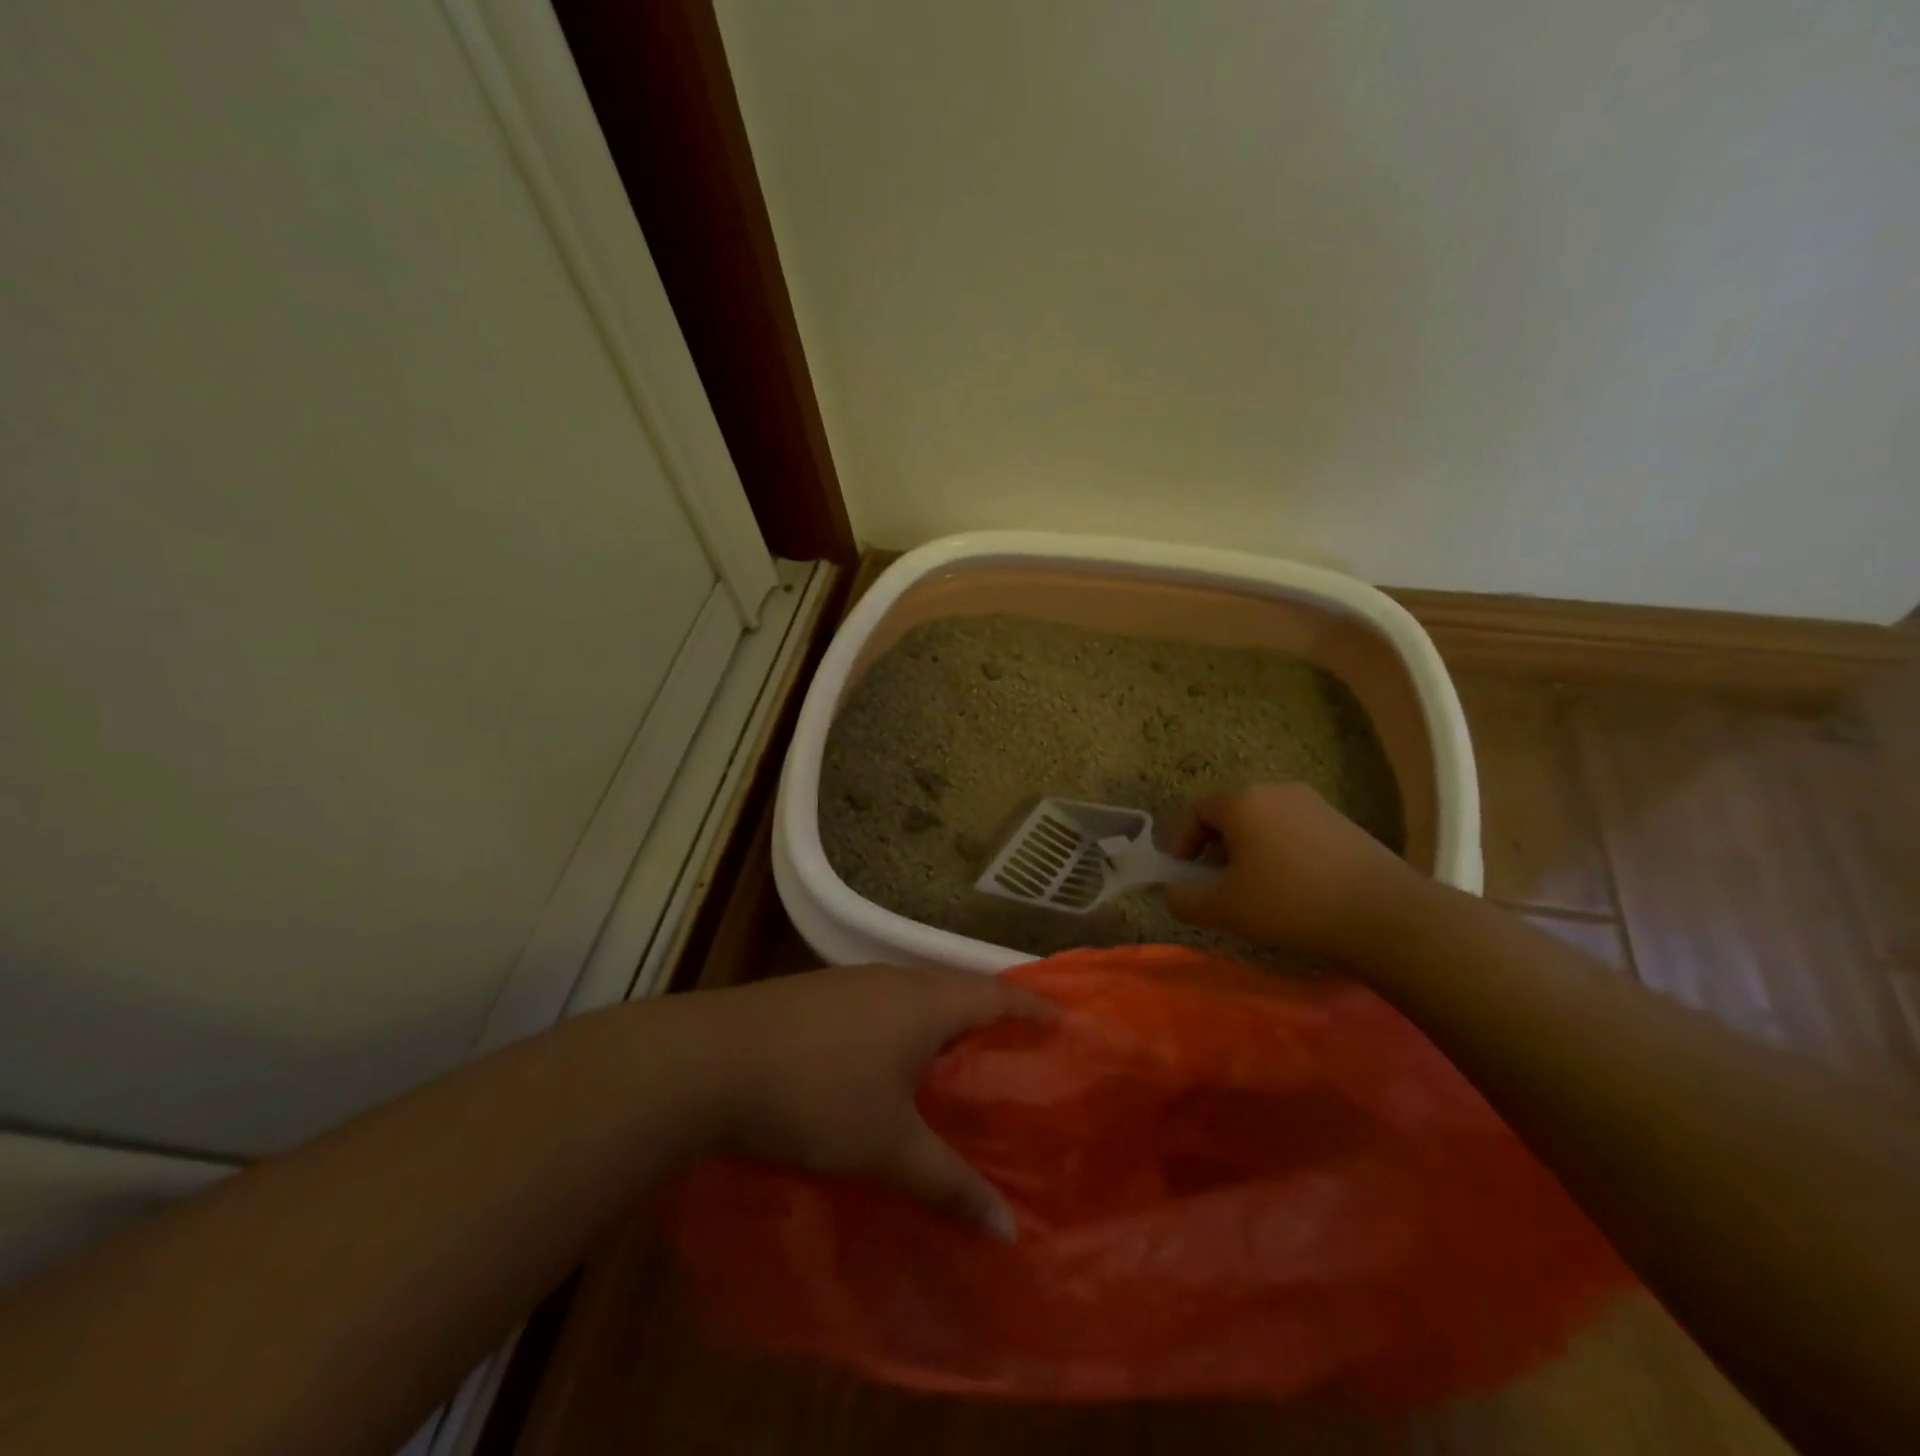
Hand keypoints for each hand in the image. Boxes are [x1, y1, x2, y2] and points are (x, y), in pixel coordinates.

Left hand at [699, 965, 1056, 1238]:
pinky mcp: (816, 992)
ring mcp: (851, 981)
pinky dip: (902, 1022)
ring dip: (941, 1016)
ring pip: (914, 992)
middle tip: (1013, 1045)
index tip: (1062, 1019)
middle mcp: (894, 979)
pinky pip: (881, 1000)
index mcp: (925, 1003)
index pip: (995, 994)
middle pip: (956, 987)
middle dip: (988, 1012)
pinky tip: (887, 1054)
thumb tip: (1008, 1230)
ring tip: (956, 1052)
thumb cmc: (817, 1095)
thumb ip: (948, 1184)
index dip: (1032, 1006)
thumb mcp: (887, 1147)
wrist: (711, 1060)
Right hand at [1166, 782, 1417, 960]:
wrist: (1383, 913)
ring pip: (1265, 822)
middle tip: (1218, 884)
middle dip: (1217, 847)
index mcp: (1242, 800)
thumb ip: (1185, 900)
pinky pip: (1295, 831)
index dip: (1183, 843)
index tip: (1185, 876)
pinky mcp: (1343, 822)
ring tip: (1256, 889)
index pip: (1197, 811)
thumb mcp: (1225, 908)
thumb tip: (1172, 894)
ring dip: (1251, 851)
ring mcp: (1314, 803)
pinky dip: (1282, 853)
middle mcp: (1276, 790)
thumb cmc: (1290, 902)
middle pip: (1231, 814)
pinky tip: (1295, 888)